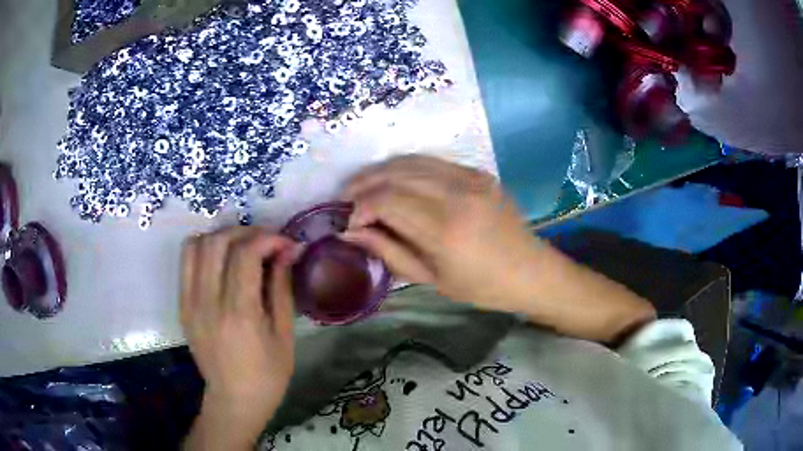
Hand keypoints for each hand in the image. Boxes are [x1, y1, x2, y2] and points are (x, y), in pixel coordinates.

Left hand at [180, 227, 295, 449]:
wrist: (234, 399)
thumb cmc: (268, 374)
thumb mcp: (284, 334)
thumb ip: (281, 287)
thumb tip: (287, 251)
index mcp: (238, 313)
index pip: (246, 253)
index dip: (268, 238)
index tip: (286, 244)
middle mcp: (208, 302)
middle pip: (218, 241)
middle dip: (246, 232)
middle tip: (266, 242)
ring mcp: (189, 302)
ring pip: (196, 244)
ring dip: (222, 237)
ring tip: (242, 247)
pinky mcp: (182, 305)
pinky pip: (186, 261)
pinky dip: (205, 249)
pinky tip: (222, 261)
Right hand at [341, 155, 546, 311]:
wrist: (531, 271)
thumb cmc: (481, 287)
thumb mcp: (431, 278)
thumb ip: (388, 251)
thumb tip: (351, 232)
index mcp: (445, 229)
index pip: (387, 200)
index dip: (360, 207)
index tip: (350, 222)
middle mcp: (457, 194)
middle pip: (395, 175)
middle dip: (363, 183)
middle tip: (346, 198)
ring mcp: (470, 178)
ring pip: (411, 161)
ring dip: (381, 171)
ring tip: (363, 186)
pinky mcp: (479, 172)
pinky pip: (433, 161)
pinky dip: (406, 167)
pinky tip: (394, 179)